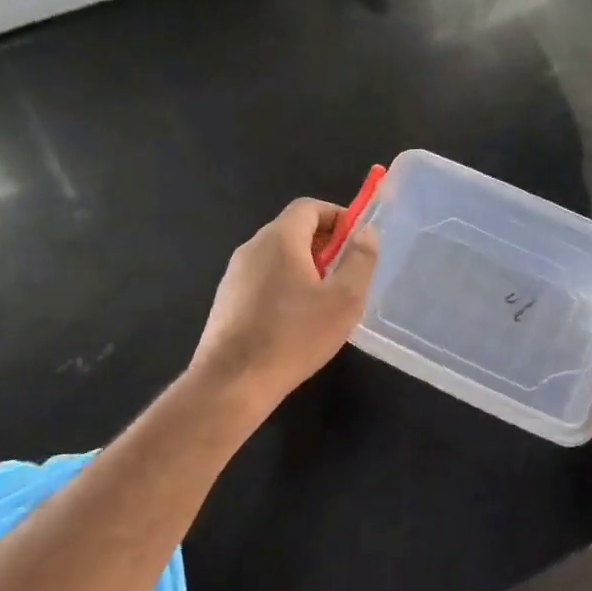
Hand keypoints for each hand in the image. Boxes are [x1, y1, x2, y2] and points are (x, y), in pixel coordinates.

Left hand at [189, 199, 378, 414]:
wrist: (231, 383)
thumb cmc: (294, 336)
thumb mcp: (344, 299)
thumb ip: (360, 259)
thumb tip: (365, 232)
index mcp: (279, 238)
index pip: (309, 207)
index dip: (338, 217)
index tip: (357, 243)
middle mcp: (252, 247)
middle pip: (293, 230)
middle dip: (324, 245)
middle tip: (346, 275)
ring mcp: (234, 274)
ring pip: (277, 256)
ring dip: (304, 268)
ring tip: (324, 302)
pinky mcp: (226, 300)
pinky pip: (262, 279)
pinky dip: (284, 286)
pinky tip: (295, 322)